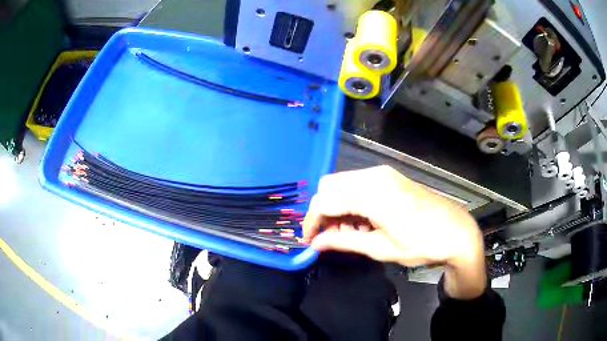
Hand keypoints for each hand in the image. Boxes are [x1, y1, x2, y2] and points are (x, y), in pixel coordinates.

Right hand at [303, 166, 485, 298]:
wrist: (456, 231)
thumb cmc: (421, 244)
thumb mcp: (380, 248)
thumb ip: (344, 241)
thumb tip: (316, 243)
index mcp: (371, 194)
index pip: (324, 201)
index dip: (312, 221)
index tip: (310, 241)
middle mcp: (373, 175)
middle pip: (329, 186)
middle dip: (323, 211)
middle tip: (332, 236)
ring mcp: (383, 173)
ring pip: (342, 183)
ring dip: (338, 206)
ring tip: (351, 231)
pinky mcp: (390, 176)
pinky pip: (358, 183)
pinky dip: (351, 200)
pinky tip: (364, 220)